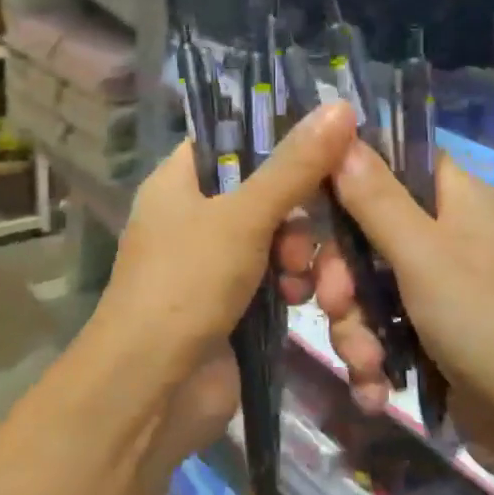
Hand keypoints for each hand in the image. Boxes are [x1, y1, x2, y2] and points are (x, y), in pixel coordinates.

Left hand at [88, 101, 358, 386]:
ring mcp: (211, 264)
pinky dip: (290, 286)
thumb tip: (341, 106)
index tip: (328, 143)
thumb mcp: (243, 217)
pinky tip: (301, 301)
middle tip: (306, 238)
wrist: (152, 389)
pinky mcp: (232, 304)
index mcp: (178, 182)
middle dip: (296, 214)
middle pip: (262, 191)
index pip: (230, 139)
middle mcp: (192, 217)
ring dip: (299, 255)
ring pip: (275, 238)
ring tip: (305, 280)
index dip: (277, 137)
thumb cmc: (186, 285)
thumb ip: (294, 166)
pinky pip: (273, 278)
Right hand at [314, 140, 493, 457]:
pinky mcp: (435, 337)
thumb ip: (376, 198)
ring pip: (367, 288)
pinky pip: (384, 330)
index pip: (391, 163)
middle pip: (366, 233)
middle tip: (333, 303)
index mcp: (455, 200)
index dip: (344, 178)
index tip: (305, 205)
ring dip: (354, 328)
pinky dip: (373, 358)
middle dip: (341, 276)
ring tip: (365, 364)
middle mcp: (447, 237)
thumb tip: (341, 130)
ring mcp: (441, 289)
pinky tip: (374, 389)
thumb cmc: (491, 325)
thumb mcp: (425, 256)